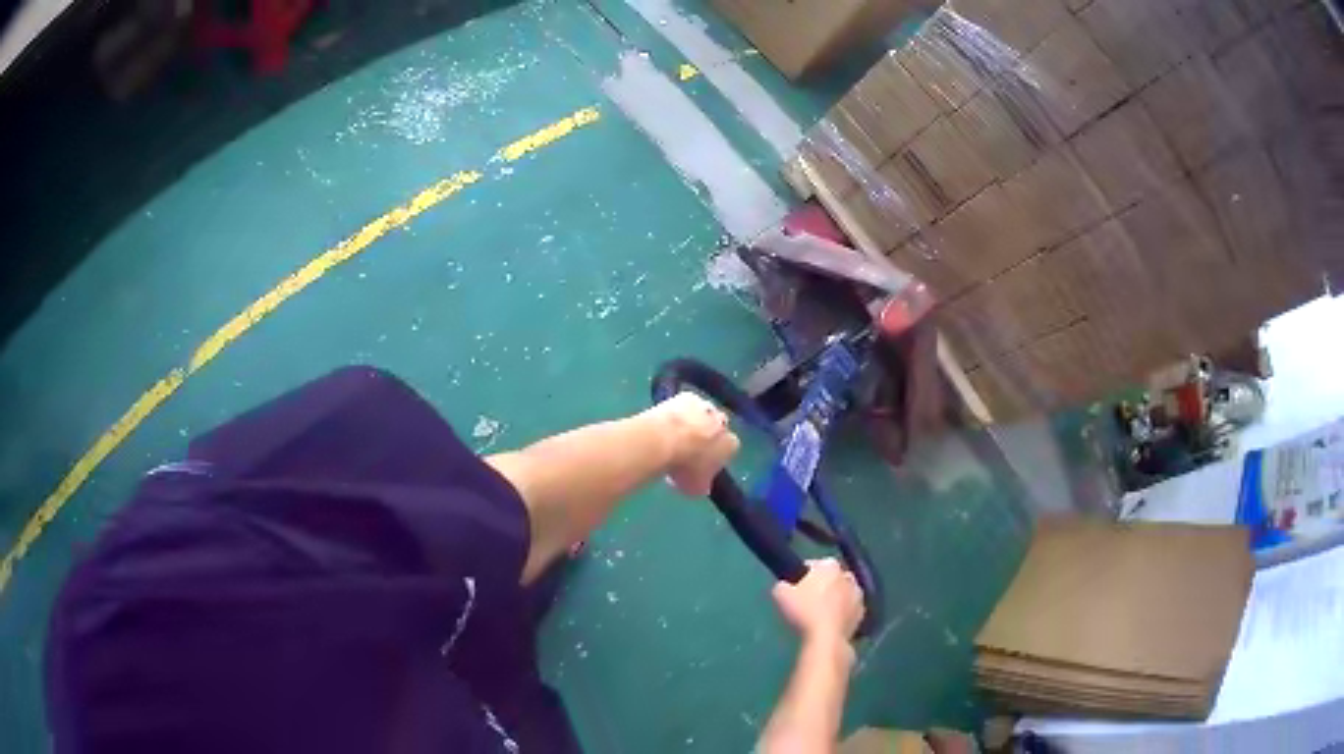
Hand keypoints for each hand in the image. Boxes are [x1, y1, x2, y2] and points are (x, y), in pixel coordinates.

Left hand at [648, 391, 739, 496]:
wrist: (665, 439)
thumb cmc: (685, 467)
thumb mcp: (695, 487)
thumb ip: (702, 485)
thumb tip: (702, 486)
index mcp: (731, 445)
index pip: (729, 450)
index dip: (715, 457)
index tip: (700, 465)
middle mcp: (723, 423)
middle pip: (717, 429)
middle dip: (706, 437)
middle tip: (688, 450)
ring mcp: (705, 406)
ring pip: (702, 415)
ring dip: (693, 423)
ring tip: (673, 437)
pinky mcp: (687, 396)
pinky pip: (685, 405)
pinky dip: (678, 412)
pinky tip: (664, 423)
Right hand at [772, 558, 864, 645]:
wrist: (826, 638)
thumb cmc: (804, 611)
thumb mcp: (780, 594)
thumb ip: (782, 585)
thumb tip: (785, 586)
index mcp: (830, 566)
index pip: (814, 565)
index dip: (803, 576)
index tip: (794, 587)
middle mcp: (848, 576)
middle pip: (831, 578)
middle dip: (822, 586)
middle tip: (807, 600)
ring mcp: (858, 595)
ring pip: (842, 594)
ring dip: (834, 599)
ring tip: (818, 614)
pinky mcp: (862, 614)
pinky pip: (848, 610)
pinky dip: (841, 614)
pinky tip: (829, 624)